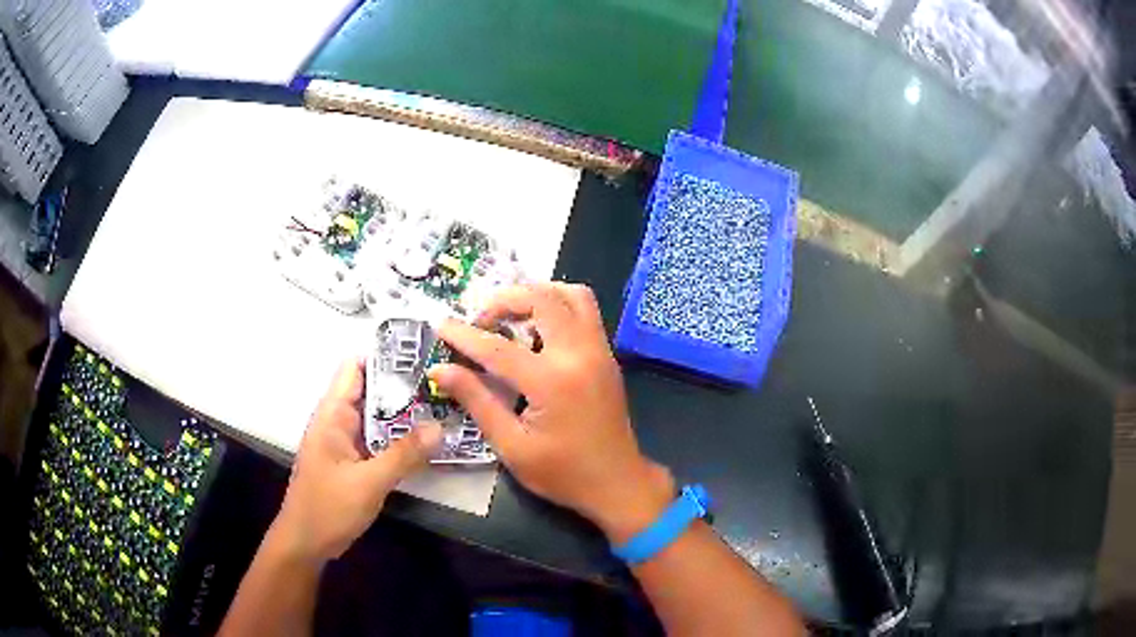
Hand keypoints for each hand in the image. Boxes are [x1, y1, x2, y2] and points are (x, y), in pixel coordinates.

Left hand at [273, 358, 441, 562]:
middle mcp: (338, 421)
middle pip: (370, 390)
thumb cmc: (328, 508)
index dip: (383, 357)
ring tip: (443, 406)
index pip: (355, 368)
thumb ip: (404, 455)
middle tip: (444, 383)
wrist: (306, 543)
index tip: (421, 355)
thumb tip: (440, 427)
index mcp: (332, 415)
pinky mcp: (353, 461)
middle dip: (403, 386)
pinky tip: (427, 441)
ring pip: (376, 417)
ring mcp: (345, 442)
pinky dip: (399, 438)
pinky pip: (378, 440)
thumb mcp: (368, 483)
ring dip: (404, 414)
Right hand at [431, 283, 674, 542]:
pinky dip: (558, 305)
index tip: (439, 325)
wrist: (618, 484)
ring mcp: (599, 351)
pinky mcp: (607, 355)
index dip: (464, 335)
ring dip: (537, 294)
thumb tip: (440, 370)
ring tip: (511, 315)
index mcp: (553, 382)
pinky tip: (538, 330)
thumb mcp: (512, 446)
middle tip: (481, 321)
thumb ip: (476, 401)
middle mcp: (580, 355)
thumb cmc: (563, 473)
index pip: (498, 347)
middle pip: (541, 299)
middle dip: (504, 300)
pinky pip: (585, 311)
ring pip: (572, 294)